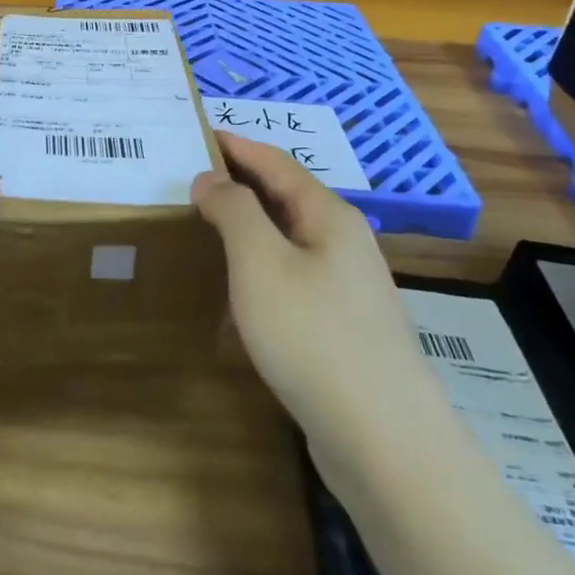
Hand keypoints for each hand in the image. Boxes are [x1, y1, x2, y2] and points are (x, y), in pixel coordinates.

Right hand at [192, 133, 428, 427]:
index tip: (198, 133)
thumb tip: (211, 179)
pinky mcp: (343, 332)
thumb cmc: (313, 335)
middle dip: (239, 189)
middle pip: (285, 201)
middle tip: (190, 183)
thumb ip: (233, 210)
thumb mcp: (259, 262)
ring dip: (246, 238)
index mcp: (329, 216)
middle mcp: (344, 245)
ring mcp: (348, 291)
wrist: (384, 441)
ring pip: (287, 247)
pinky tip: (233, 313)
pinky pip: (291, 290)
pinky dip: (258, 285)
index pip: (276, 163)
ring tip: (204, 237)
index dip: (237, 146)